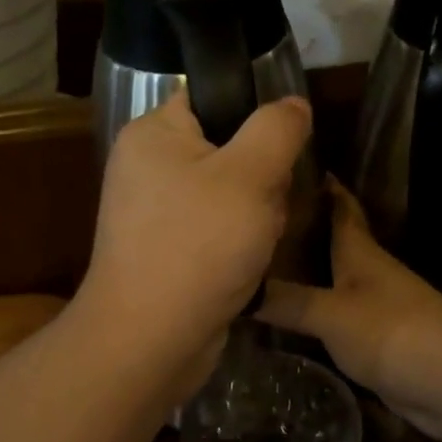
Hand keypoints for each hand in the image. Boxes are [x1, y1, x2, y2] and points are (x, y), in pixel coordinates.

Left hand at [76, 91, 312, 388]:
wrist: (149, 341)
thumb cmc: (197, 245)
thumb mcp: (250, 175)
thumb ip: (277, 129)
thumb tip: (293, 104)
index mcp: (154, 133)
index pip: (215, 100)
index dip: (254, 124)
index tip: (274, 157)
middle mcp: (148, 166)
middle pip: (231, 150)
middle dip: (261, 182)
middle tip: (261, 211)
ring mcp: (155, 211)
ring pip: (231, 195)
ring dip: (256, 219)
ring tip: (254, 245)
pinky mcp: (167, 249)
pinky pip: (217, 230)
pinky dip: (237, 247)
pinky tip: (244, 267)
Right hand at [258, 180, 441, 441]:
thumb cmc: (397, 334)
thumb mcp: (333, 314)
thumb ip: (287, 301)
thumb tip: (236, 286)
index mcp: (361, 251)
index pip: (339, 205)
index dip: (319, 184)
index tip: (285, 167)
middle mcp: (367, 271)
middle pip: (330, 239)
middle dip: (297, 227)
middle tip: (251, 220)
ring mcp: (374, 305)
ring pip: (330, 276)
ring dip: (301, 269)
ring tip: (257, 263)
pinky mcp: (375, 338)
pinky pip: (333, 312)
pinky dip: (310, 307)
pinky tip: (283, 313)